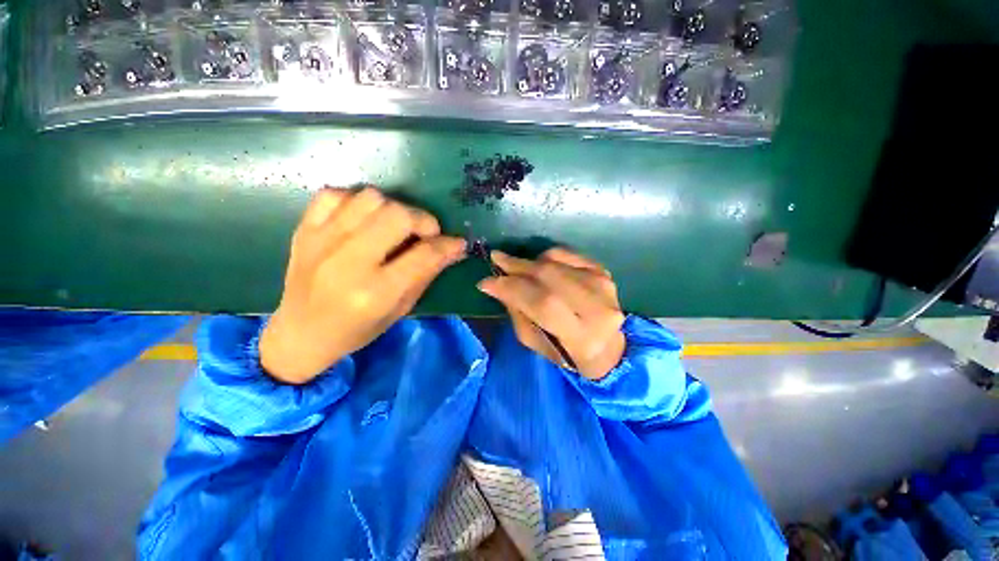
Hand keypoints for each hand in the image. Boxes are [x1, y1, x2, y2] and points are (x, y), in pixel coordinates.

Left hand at [260, 187, 466, 384]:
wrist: (300, 333)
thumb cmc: (357, 330)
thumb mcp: (400, 309)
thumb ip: (427, 274)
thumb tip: (454, 248)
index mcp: (375, 293)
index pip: (424, 254)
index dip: (447, 245)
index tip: (456, 243)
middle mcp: (348, 263)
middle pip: (397, 215)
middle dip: (422, 220)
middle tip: (424, 234)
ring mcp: (321, 241)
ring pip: (370, 198)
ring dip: (392, 209)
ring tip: (393, 227)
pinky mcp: (304, 230)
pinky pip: (335, 194)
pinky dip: (356, 202)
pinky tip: (362, 220)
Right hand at [477, 248, 625, 380]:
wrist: (607, 346)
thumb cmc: (566, 352)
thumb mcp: (536, 342)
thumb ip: (518, 313)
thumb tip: (496, 284)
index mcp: (581, 337)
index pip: (542, 303)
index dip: (511, 288)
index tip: (486, 282)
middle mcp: (597, 308)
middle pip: (549, 277)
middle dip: (517, 267)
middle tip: (497, 260)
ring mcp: (603, 285)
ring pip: (556, 262)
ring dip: (529, 261)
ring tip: (514, 265)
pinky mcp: (603, 271)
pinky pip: (567, 254)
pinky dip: (547, 256)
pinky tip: (537, 264)